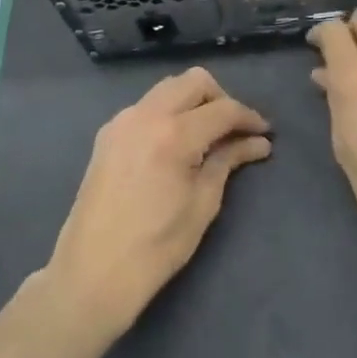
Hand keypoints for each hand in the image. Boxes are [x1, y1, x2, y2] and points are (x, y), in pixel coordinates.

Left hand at [45, 67, 270, 338]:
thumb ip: (228, 161)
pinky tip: (177, 143)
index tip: (265, 133)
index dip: (249, 118)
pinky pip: (147, 106)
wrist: (91, 276)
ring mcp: (122, 121)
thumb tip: (257, 143)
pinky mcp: (108, 135)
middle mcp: (146, 115)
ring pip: (168, 88)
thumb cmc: (156, 247)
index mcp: (173, 134)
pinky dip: (169, 112)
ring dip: (193, 102)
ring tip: (208, 135)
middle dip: (221, 99)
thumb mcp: (203, 203)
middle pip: (194, 81)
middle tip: (234, 130)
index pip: (223, 109)